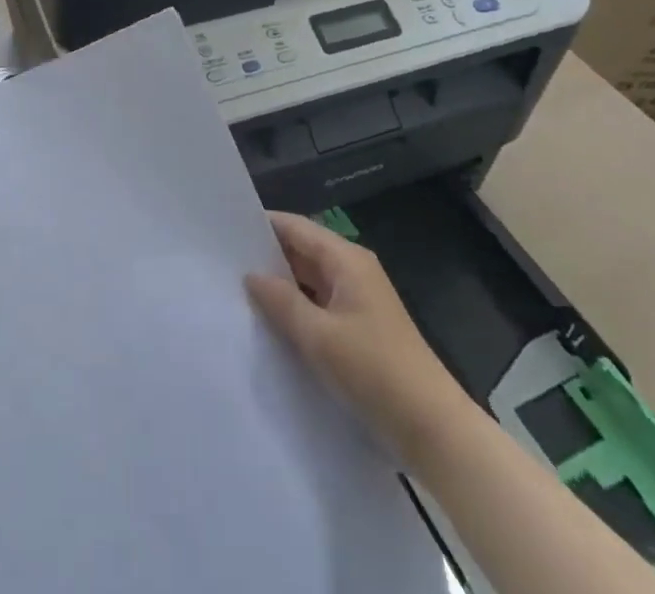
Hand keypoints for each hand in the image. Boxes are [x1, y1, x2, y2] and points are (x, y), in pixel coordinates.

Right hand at [246, 211, 466, 459]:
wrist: (432, 429)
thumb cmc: (375, 371)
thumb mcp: (320, 337)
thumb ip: (281, 302)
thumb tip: (250, 275)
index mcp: (346, 259)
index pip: (296, 227)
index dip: (262, 225)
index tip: (224, 229)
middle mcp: (353, 271)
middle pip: (302, 251)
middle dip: (266, 257)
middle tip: (222, 263)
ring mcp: (358, 301)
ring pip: (309, 281)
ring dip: (280, 286)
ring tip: (236, 291)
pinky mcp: (360, 330)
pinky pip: (319, 306)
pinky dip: (296, 310)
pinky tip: (269, 324)